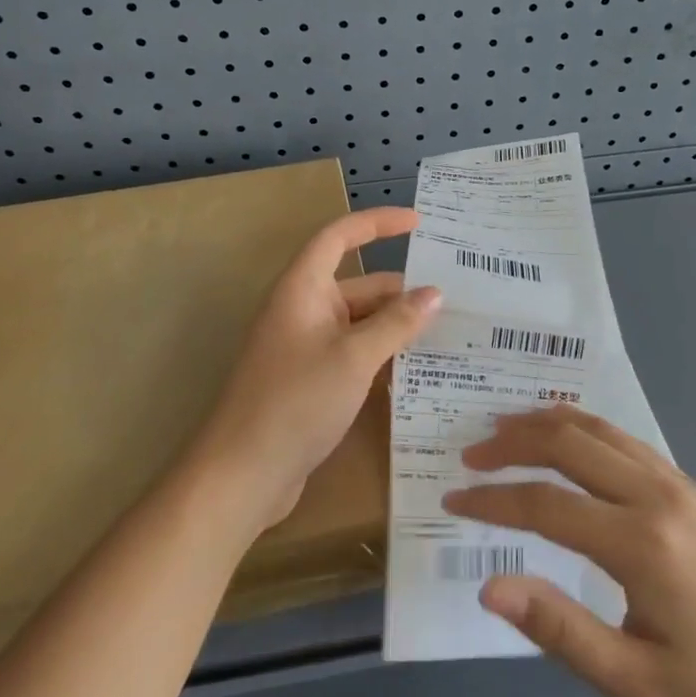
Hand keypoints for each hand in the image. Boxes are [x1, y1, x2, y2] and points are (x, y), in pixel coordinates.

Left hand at [190, 207, 439, 529]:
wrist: (243, 473)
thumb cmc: (296, 401)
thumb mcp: (354, 357)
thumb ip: (396, 323)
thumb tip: (434, 293)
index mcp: (303, 289)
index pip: (340, 237)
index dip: (377, 223)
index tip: (418, 223)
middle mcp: (302, 310)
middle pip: (357, 285)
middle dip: (400, 291)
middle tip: (453, 300)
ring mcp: (305, 347)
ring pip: (358, 323)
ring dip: (394, 327)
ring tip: (447, 335)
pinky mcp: (310, 380)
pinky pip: (352, 353)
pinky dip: (381, 356)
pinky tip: (416, 372)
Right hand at [442, 407, 695, 696]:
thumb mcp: (639, 687)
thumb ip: (560, 629)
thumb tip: (490, 585)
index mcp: (642, 543)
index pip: (545, 504)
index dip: (493, 500)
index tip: (454, 499)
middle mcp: (659, 495)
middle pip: (570, 443)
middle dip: (512, 442)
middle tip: (472, 453)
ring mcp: (683, 485)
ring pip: (601, 430)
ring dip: (548, 424)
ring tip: (506, 429)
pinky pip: (628, 443)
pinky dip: (585, 431)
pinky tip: (570, 444)